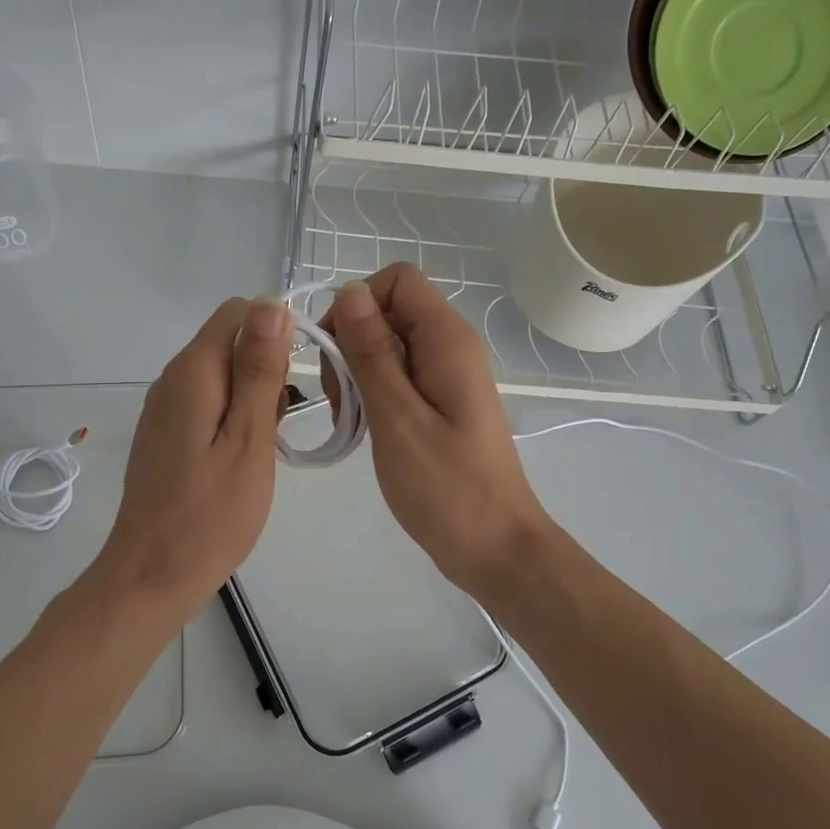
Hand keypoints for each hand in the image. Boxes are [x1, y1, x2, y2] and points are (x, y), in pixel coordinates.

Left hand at [92, 296, 291, 625]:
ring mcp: (165, 408)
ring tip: (268, 445)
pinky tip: (244, 457)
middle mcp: (172, 379)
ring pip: (222, 374)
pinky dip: (234, 417)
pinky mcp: (166, 434)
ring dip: (254, 395)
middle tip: (283, 423)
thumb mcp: (248, 441)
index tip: (300, 375)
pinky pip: (208, 403)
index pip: (239, 311)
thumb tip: (270, 304)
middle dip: (267, 367)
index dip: (277, 329)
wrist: (151, 576)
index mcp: (193, 372)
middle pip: (230, 341)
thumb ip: (259, 372)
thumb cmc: (210, 515)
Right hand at [322, 264, 551, 594]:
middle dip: (350, 344)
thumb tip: (349, 291)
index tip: (334, 354)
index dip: (356, 304)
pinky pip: (397, 377)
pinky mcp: (439, 404)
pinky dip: (371, 395)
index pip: (397, 281)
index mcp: (447, 341)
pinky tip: (361, 429)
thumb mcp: (397, 418)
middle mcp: (450, 348)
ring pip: (387, 346)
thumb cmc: (447, 487)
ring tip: (348, 420)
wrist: (495, 547)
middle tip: (339, 400)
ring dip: (356, 374)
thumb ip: (372, 353)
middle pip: (388, 311)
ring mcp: (446, 377)